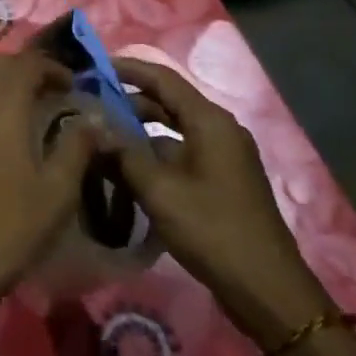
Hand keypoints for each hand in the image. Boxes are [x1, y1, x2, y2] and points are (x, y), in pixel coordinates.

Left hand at [0, 50, 100, 317]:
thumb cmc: (8, 229)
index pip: (26, 62)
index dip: (53, 67)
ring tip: (25, 114)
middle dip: (24, 70)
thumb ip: (77, 146)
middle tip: (50, 94)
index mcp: (1, 106)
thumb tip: (94, 117)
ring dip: (0, 87)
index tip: (73, 86)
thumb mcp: (57, 192)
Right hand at [111, 58, 332, 345]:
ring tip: (101, 137)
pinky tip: (127, 170)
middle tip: (89, 105)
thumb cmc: (212, 230)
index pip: (163, 79)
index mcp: (210, 122)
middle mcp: (219, 130)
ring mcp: (223, 156)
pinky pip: (181, 153)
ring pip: (173, 130)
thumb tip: (93, 126)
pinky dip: (154, 155)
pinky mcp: (221, 180)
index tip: (93, 67)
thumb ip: (124, 154)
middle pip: (168, 102)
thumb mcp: (160, 191)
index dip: (128, 69)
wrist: (265, 287)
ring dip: (139, 131)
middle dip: (128, 101)